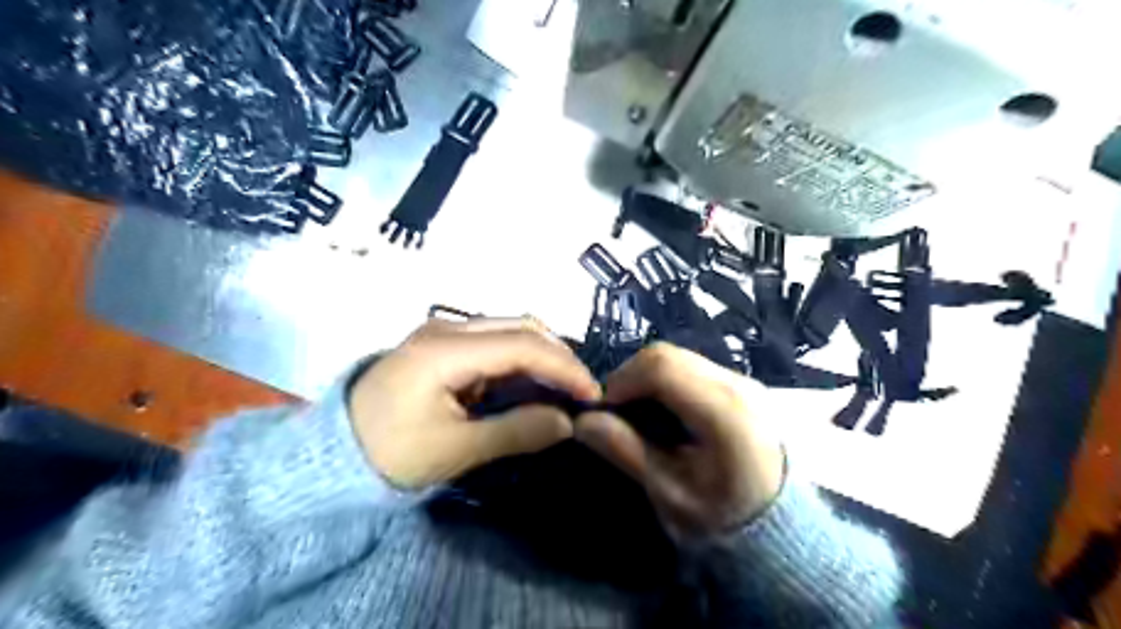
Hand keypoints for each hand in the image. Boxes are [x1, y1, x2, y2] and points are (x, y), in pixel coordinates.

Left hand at [350, 319, 600, 490]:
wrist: (328, 453)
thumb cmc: (386, 453)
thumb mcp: (453, 450)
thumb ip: (515, 432)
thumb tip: (567, 423)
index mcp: (445, 350)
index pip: (522, 345)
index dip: (564, 367)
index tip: (593, 395)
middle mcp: (447, 329)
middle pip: (520, 327)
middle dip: (558, 356)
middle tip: (581, 391)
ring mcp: (442, 333)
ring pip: (509, 331)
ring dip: (541, 356)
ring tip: (563, 389)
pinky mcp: (442, 345)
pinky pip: (493, 343)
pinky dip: (520, 361)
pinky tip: (531, 384)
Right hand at [572, 342, 780, 536]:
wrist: (779, 524)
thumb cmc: (723, 515)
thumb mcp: (670, 492)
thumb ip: (627, 451)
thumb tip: (583, 421)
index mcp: (724, 412)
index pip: (662, 367)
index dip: (622, 380)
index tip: (604, 410)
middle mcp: (737, 384)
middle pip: (668, 355)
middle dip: (631, 377)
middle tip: (617, 411)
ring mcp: (742, 379)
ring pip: (678, 357)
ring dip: (647, 377)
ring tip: (638, 412)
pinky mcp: (740, 382)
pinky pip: (692, 366)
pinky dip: (666, 380)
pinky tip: (664, 411)